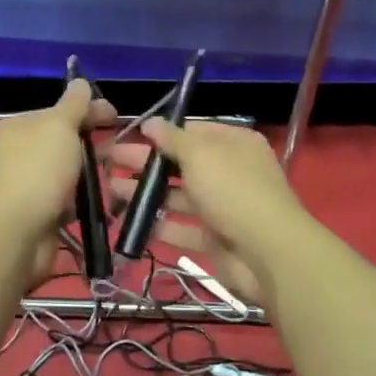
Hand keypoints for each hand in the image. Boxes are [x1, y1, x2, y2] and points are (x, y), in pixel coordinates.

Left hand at [0, 78, 115, 248]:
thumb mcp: (58, 126)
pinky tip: (111, 204)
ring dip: (97, 174)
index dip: (90, 110)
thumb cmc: (38, 171)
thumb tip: (79, 81)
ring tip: (126, 178)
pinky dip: (89, 201)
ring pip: (71, 174)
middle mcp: (22, 154)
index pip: (59, 112)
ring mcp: (31, 185)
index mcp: (20, 127)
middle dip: (98, 145)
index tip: (118, 117)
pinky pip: (71, 202)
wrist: (15, 232)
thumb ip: (73, 104)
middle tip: (128, 151)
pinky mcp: (41, 214)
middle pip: (66, 143)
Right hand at [104, 119, 310, 302]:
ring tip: (111, 191)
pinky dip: (158, 225)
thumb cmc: (233, 190)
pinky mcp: (214, 239)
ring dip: (146, 194)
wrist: (266, 253)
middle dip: (146, 164)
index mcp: (234, 144)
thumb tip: (151, 122)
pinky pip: (182, 229)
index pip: (193, 132)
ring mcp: (223, 208)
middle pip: (181, 165)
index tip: (129, 136)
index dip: (162, 134)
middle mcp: (230, 173)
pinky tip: (130, 222)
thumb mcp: (200, 154)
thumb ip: (172, 139)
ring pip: (178, 197)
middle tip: (108, 162)